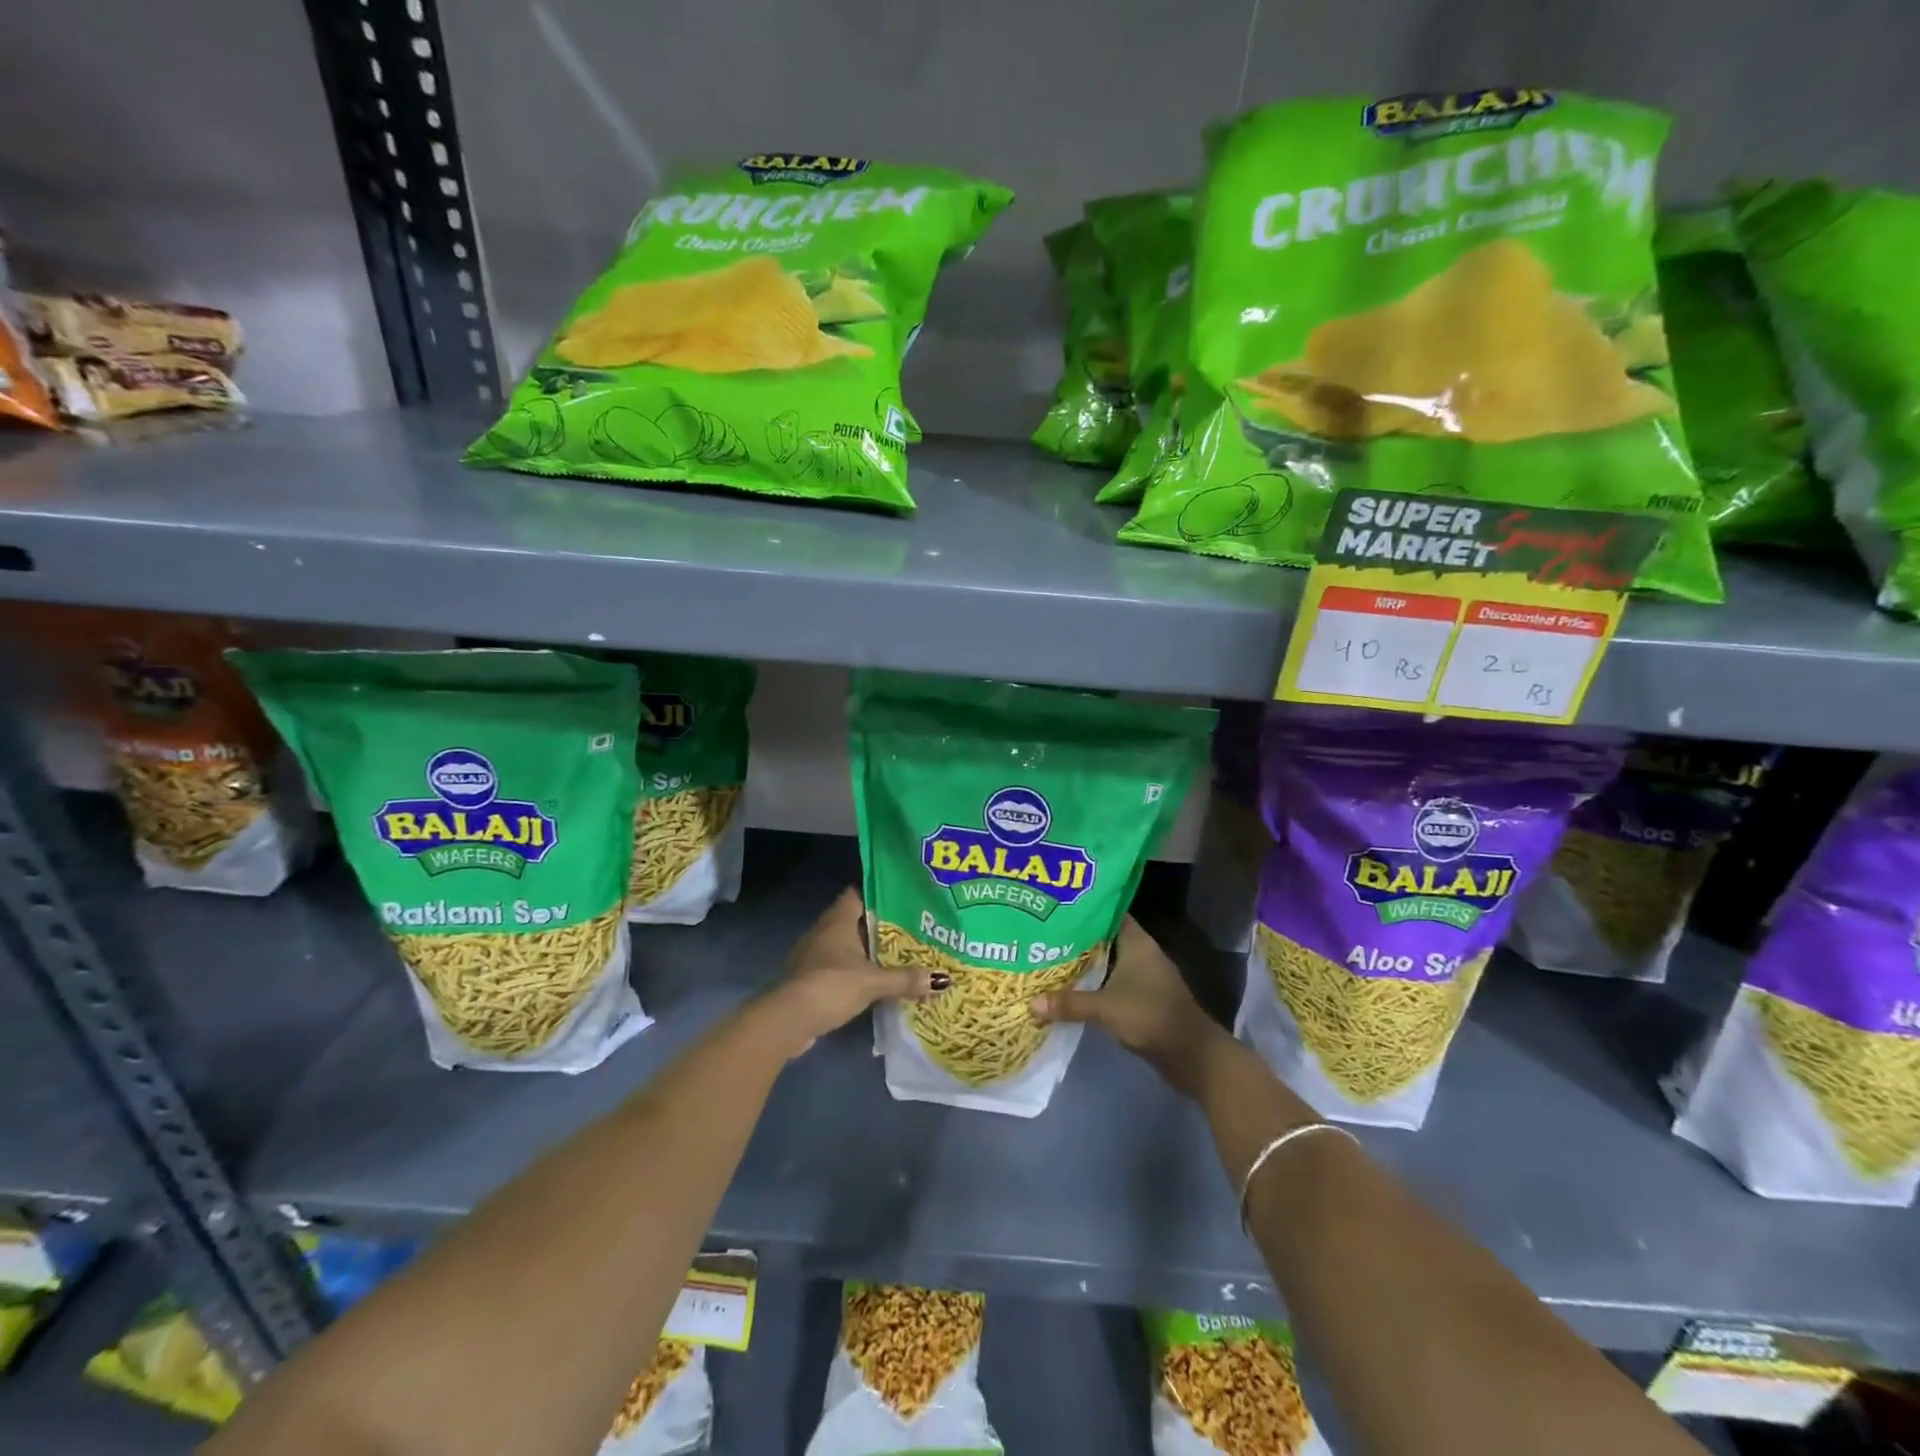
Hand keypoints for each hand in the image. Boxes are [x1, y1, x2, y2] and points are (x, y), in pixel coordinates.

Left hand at [756, 889, 942, 1057]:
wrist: (787, 1020)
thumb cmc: (831, 985)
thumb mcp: (873, 982)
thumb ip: (905, 979)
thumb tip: (942, 980)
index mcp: (838, 919)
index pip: (859, 893)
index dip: (881, 893)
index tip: (905, 898)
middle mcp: (824, 931)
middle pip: (857, 920)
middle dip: (882, 926)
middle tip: (913, 929)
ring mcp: (814, 955)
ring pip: (848, 945)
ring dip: (869, 951)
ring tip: (901, 956)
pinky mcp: (810, 979)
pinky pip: (840, 967)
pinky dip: (857, 972)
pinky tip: (876, 982)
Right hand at [1030, 916, 1227, 1096]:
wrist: (1192, 1055)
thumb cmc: (1151, 1016)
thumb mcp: (1105, 1008)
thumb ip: (1069, 1003)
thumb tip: (1030, 1003)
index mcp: (1137, 942)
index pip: (1107, 913)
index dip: (1083, 910)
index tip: (1055, 909)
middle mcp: (1142, 953)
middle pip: (1104, 938)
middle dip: (1077, 938)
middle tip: (1043, 935)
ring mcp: (1145, 976)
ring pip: (1108, 962)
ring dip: (1085, 963)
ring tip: (1049, 959)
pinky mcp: (1144, 998)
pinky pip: (1113, 982)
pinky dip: (1095, 984)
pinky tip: (1072, 989)